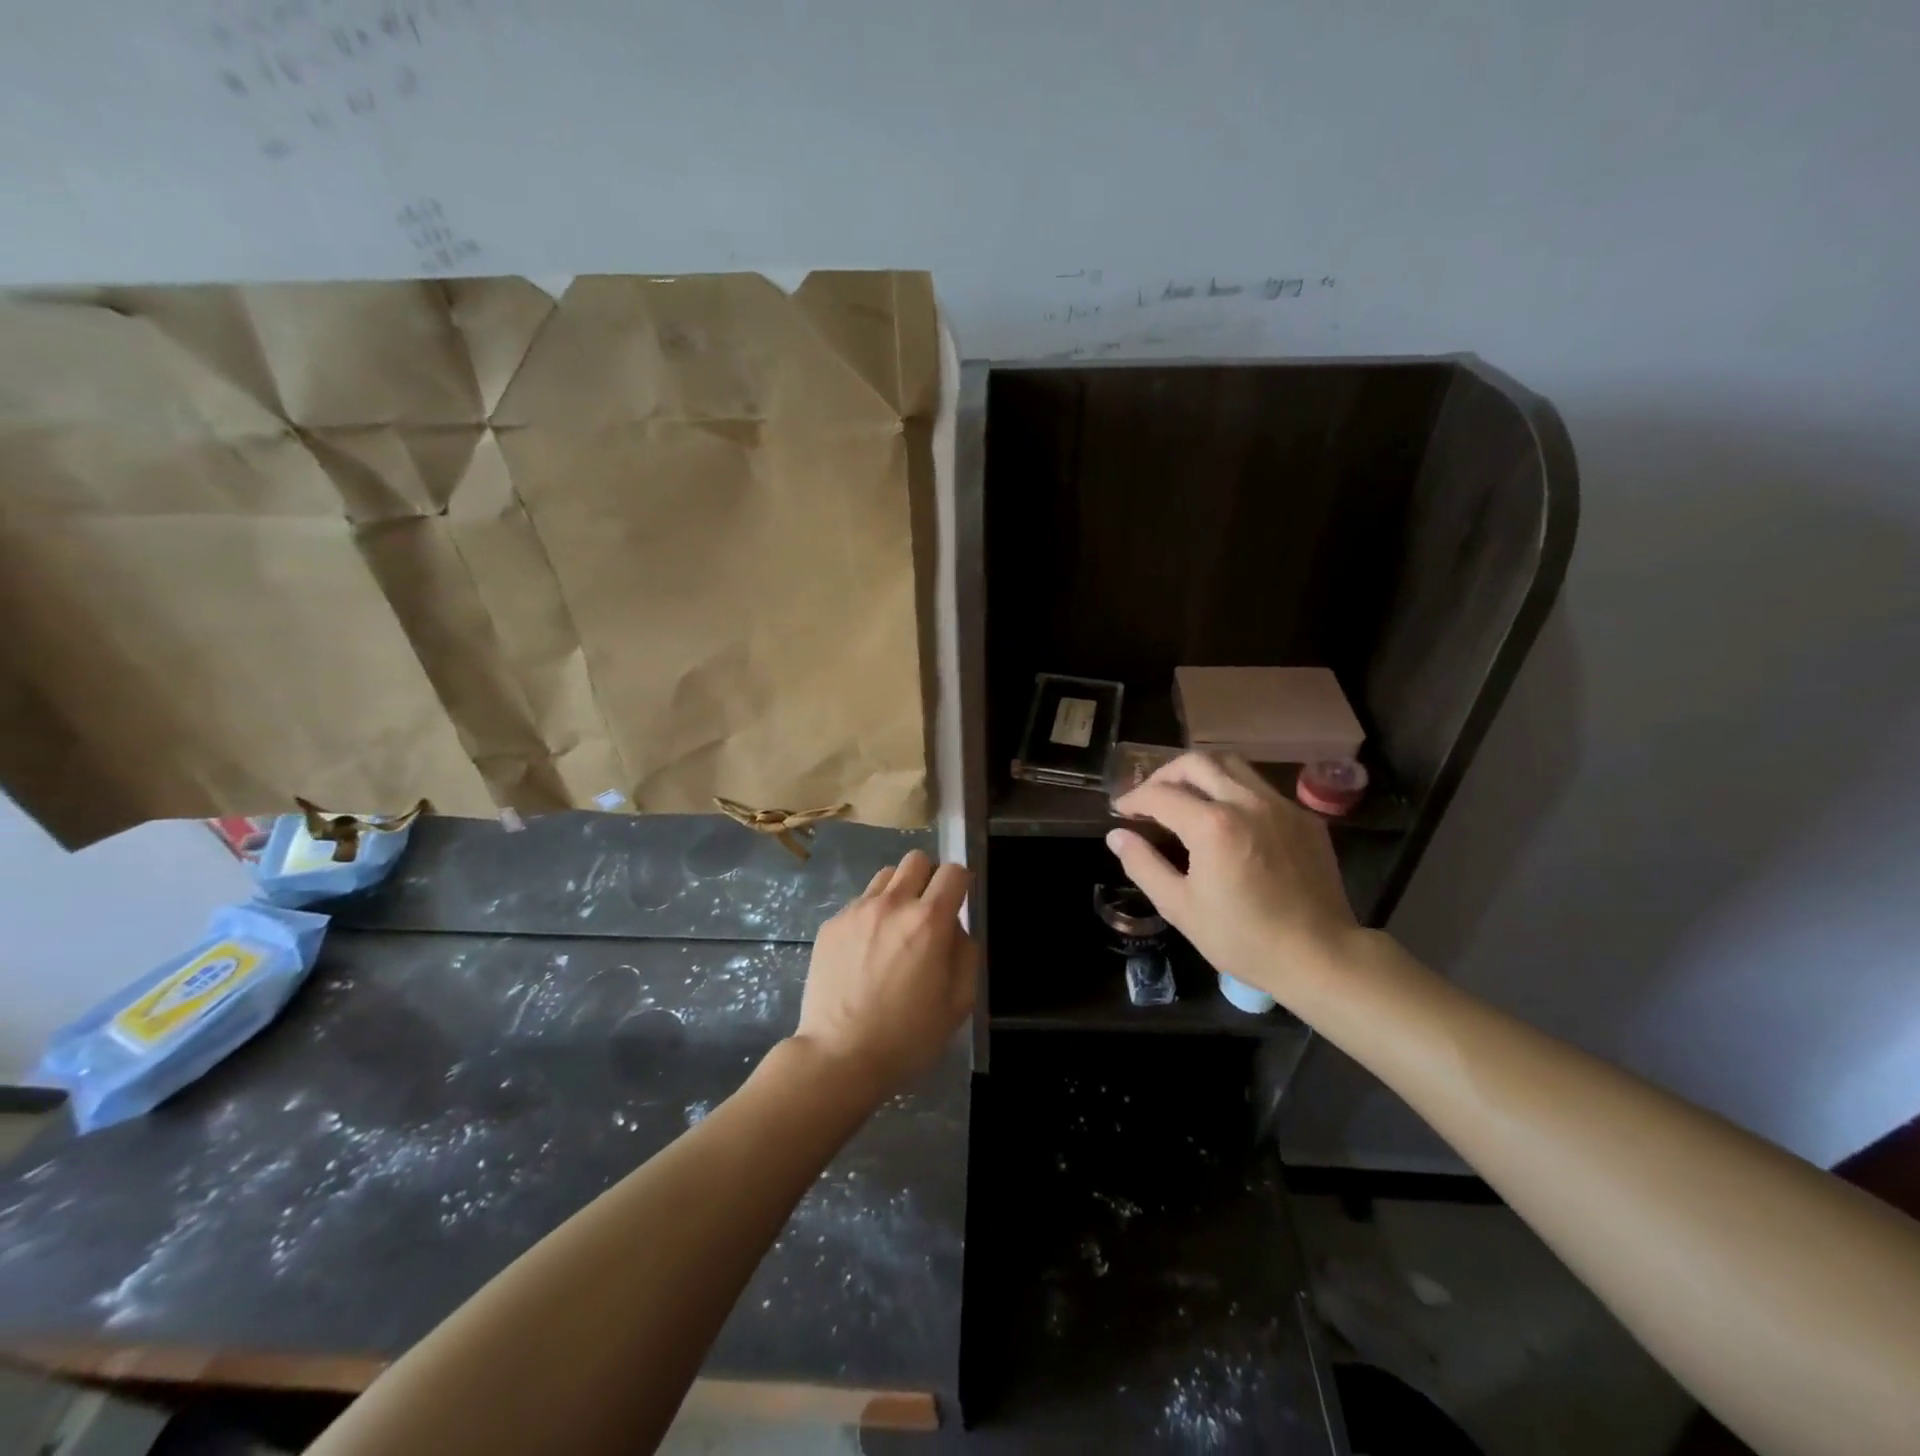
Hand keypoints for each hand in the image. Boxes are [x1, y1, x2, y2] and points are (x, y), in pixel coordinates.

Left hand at [794, 850, 976, 1101]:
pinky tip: (865, 952)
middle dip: (928, 878)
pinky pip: (859, 903)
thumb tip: (956, 928)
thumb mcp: (958, 1003)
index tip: (958, 903)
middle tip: (926, 914)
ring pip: (885, 876)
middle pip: (916, 860)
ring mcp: (856, 911)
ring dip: (898, 893)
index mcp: (929, 921)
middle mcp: (892, 904)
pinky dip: (870, 916)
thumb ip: (966, 954)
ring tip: (893, 929)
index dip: (961, 884)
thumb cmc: (907, 1037)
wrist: (839, 1057)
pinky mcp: (831, 925)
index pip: (954, 872)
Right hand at [1108, 753, 1359, 1002]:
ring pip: (1232, 765)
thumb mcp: (1180, 907)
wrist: (1321, 956)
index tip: (1121, 810)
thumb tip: (1117, 835)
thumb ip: (1143, 865)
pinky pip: (1261, 788)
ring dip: (1201, 773)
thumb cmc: (1243, 938)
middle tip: (1150, 797)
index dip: (1134, 798)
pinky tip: (1229, 819)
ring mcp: (1280, 806)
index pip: (1160, 794)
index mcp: (1212, 825)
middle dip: (1164, 774)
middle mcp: (1247, 802)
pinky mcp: (1304, 818)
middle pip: (1196, 763)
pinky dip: (1234, 791)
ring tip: (1186, 797)